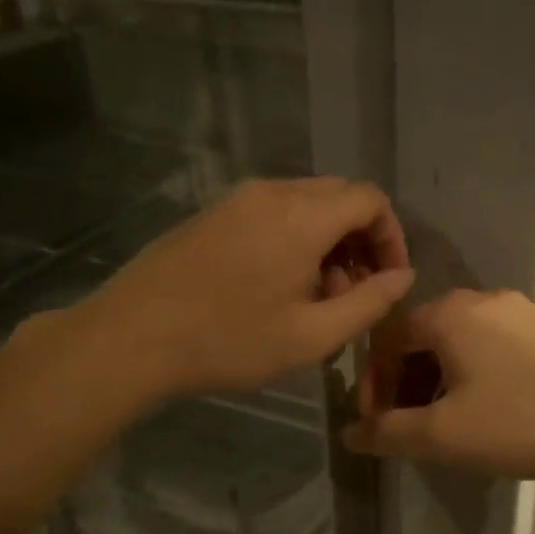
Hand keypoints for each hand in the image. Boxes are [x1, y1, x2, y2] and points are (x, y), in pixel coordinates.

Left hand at [85, 177, 412, 400]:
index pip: (370, 199)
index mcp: (302, 216)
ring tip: (314, 296)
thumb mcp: (312, 335)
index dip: (392, 237)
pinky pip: (272, 211)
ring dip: (327, 241)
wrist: (132, 337)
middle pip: (339, 196)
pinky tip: (277, 285)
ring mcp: (237, 199)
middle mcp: (272, 192)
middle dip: (360, 240)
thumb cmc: (229, 342)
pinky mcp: (213, 213)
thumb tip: (402, 276)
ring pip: (305, 204)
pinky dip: (294, 238)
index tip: (387, 280)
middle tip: (353, 293)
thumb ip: (369, 303)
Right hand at [342, 289, 534, 478]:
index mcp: (448, 314)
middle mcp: (479, 300)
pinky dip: (469, 375)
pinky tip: (486, 410)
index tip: (376, 426)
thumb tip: (350, 434)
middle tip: (406, 428)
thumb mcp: (446, 435)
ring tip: (444, 425)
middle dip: (403, 384)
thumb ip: (389, 433)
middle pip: (420, 338)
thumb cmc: (524, 420)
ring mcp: (517, 311)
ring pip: (455, 344)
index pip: (385, 339)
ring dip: (435, 382)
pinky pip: (487, 346)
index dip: (372, 384)